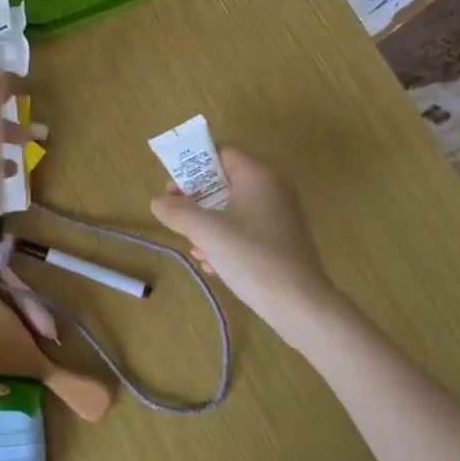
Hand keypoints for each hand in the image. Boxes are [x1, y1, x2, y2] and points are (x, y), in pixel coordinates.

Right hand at [151, 148, 352, 349]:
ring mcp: (282, 215)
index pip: (221, 154)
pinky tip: (215, 265)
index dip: (194, 169)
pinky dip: (228, 240)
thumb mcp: (207, 232)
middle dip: (198, 202)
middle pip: (225, 182)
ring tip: (195, 248)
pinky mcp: (284, 240)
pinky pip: (248, 229)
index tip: (174, 193)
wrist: (301, 305)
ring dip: (210, 225)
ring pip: (235, 209)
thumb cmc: (252, 258)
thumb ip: (178, 212)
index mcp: (258, 176)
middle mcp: (273, 188)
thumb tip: (158, 201)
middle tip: (178, 221)